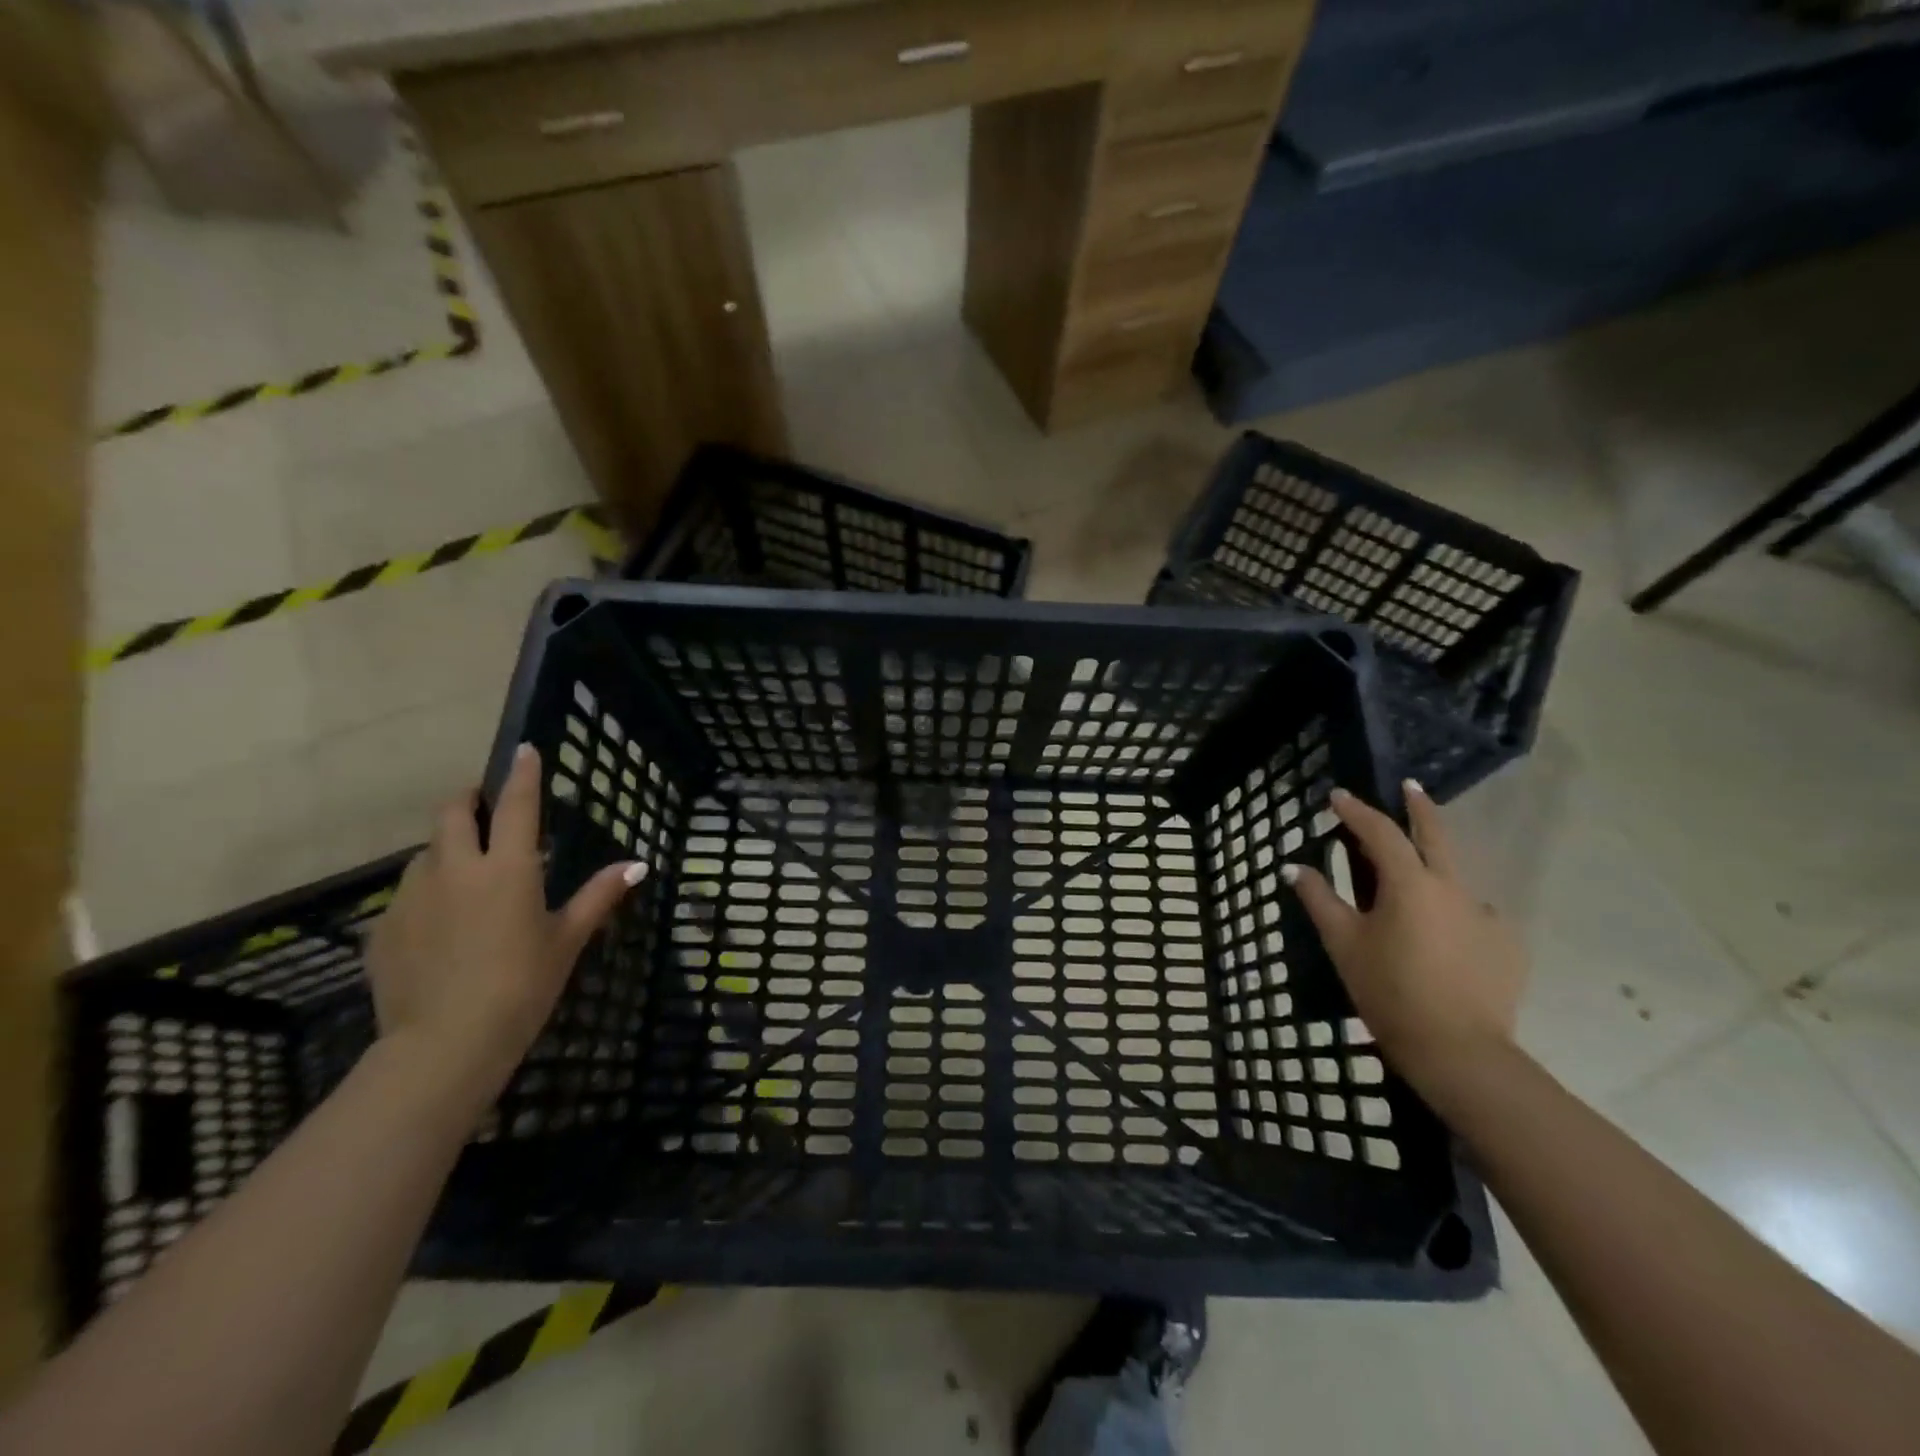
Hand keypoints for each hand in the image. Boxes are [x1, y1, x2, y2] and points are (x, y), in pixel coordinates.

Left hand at [365, 744, 641, 1108]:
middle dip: (467, 800)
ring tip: (465, 874)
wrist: (444, 1044)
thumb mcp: (567, 940)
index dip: (522, 774)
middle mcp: (455, 869)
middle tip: (484, 808)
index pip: (515, 804)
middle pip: (452, 813)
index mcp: (507, 868)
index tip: (523, 750)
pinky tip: (440, 925)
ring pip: (426, 853)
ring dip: (446, 849)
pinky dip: (427, 893)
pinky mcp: (384, 928)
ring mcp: (412, 897)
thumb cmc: (522, 986)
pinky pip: (407, 894)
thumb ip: (598, 895)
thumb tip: (637, 864)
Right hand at [1284, 782, 1527, 1093]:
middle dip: (1420, 807)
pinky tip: (1446, 936)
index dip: (1356, 811)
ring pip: (1457, 878)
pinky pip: (1476, 915)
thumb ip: (1319, 899)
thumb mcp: (1343, 944)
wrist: (1458, 1051)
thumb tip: (1293, 868)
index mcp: (1409, 884)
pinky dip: (1455, 912)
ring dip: (1436, 867)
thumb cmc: (1389, 991)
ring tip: (1418, 884)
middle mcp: (1452, 888)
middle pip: (1436, 835)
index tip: (1337, 796)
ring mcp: (1486, 916)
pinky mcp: (1507, 945)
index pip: (1379, 832)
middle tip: (1410, 787)